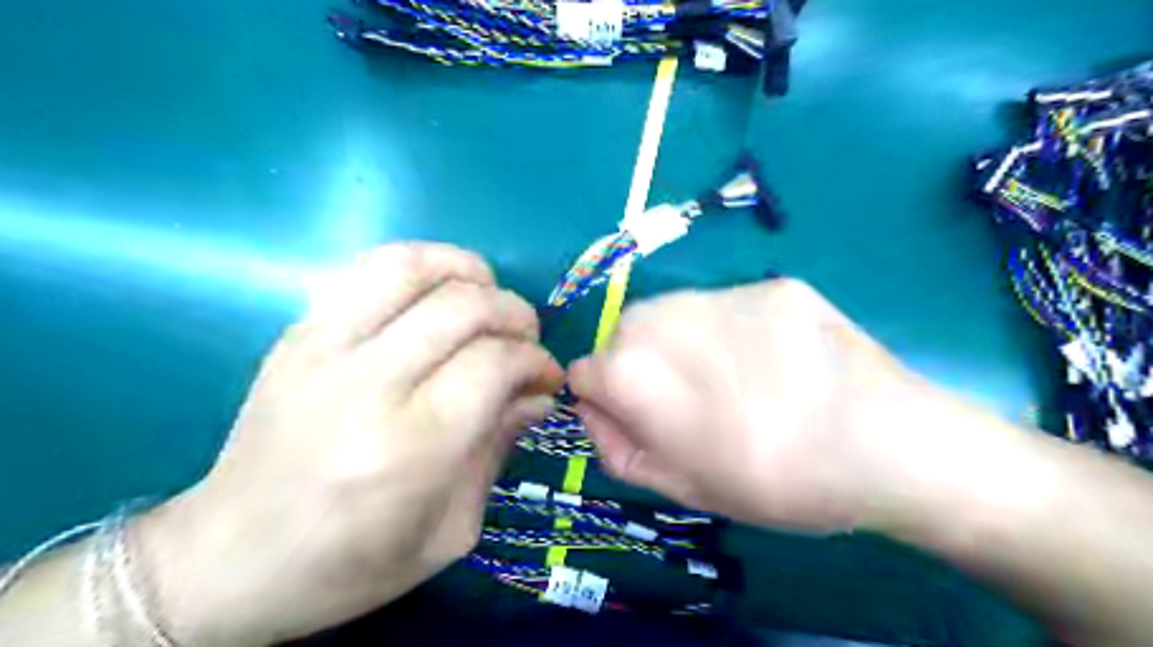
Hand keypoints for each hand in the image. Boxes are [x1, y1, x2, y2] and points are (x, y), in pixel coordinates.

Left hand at [139, 244, 563, 645]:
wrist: (228, 561)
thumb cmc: (351, 564)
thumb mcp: (451, 529)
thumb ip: (499, 448)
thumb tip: (537, 393)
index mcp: (410, 446)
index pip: (494, 362)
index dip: (536, 359)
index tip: (548, 377)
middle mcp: (367, 385)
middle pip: (464, 306)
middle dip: (515, 314)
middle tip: (526, 341)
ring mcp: (322, 349)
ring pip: (413, 268)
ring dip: (469, 272)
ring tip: (487, 298)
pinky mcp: (298, 334)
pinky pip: (368, 269)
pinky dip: (420, 265)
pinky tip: (438, 292)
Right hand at [572, 281, 940, 532]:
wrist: (892, 449)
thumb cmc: (779, 484)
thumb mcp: (683, 488)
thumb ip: (618, 447)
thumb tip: (593, 408)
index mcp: (638, 376)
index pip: (584, 370)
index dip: (606, 398)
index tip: (638, 414)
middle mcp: (667, 319)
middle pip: (621, 330)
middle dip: (636, 362)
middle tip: (686, 397)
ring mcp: (726, 292)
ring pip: (670, 309)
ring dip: (679, 338)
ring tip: (727, 374)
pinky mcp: (773, 283)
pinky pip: (727, 303)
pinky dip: (730, 328)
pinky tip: (769, 358)